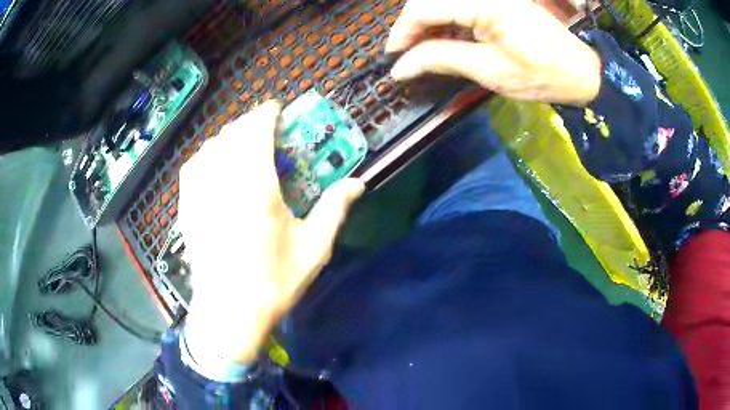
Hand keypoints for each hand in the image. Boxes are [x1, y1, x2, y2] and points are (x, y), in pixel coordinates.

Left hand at [179, 101, 363, 362]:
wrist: (229, 312)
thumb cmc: (273, 282)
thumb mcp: (312, 248)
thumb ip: (334, 209)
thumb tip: (358, 183)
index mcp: (256, 187)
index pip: (256, 131)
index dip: (266, 114)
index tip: (276, 109)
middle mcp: (223, 182)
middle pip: (232, 134)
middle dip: (249, 123)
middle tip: (265, 128)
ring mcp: (200, 194)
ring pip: (210, 147)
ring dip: (228, 136)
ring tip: (242, 143)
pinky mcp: (187, 208)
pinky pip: (193, 167)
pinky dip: (207, 155)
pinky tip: (215, 162)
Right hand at [386, 0, 601, 105]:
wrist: (581, 73)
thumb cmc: (541, 76)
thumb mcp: (489, 70)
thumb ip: (441, 59)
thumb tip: (401, 67)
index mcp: (483, 3)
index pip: (424, 8)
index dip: (402, 32)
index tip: (392, 57)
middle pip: (430, 0)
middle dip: (413, 28)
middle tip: (408, 56)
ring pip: (443, 2)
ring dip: (430, 25)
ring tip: (425, 52)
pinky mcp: (498, 1)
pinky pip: (461, 5)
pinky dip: (448, 22)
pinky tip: (447, 40)